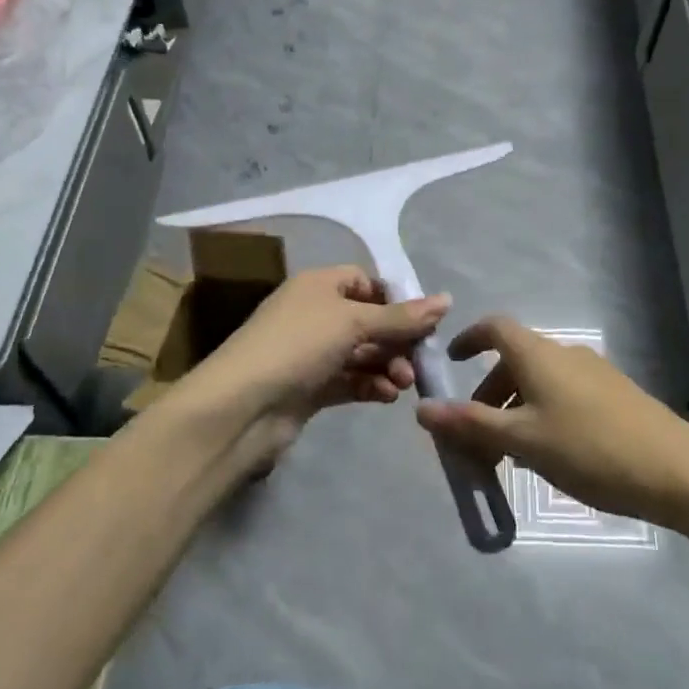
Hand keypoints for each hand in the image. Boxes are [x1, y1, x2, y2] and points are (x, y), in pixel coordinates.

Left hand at [176, 266, 449, 471]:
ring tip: (403, 384)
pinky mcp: (309, 388)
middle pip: (368, 320)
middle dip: (396, 340)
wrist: (242, 407)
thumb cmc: (298, 345)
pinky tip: (387, 397)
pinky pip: (349, 380)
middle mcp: (314, 314)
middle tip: (418, 363)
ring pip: (361, 354)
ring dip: (387, 365)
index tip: (423, 322)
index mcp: (318, 285)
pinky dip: (370, 386)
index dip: (395, 299)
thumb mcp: (353, 322)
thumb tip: (447, 299)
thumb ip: (401, 316)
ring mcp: (310, 353)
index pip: (365, 282)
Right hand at [416, 316, 688, 521]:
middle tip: (474, 438)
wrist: (677, 471)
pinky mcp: (615, 395)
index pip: (494, 327)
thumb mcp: (522, 440)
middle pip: (514, 361)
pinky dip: (541, 415)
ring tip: (509, 456)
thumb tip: (422, 408)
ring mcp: (593, 373)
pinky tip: (549, 455)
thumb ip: (471, 424)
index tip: (451, 363)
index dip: (469, 339)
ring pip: (539, 382)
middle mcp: (564, 353)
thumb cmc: (589, 449)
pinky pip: (563, 395)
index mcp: (538, 355)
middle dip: (487, 394)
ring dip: (514, 410)